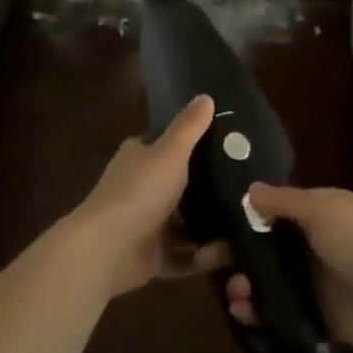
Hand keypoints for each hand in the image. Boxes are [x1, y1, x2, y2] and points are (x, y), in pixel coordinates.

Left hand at [68, 94, 230, 297]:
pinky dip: (203, 256)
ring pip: (183, 224)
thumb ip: (189, 127)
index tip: (225, 149)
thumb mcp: (170, 152)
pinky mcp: (150, 257)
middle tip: (245, 188)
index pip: (164, 146)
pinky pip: (183, 256)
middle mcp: (139, 189)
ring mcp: (144, 225)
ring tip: (245, 222)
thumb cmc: (139, 191)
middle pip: (177, 186)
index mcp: (137, 159)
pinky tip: (230, 252)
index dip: (190, 145)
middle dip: (207, 190)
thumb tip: (206, 96)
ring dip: (209, 227)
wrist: (108, 248)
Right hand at [224, 184, 352, 352]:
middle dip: (235, 255)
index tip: (209, 228)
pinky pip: (279, 311)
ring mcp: (312, 281)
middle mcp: (310, 244)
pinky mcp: (315, 313)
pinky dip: (259, 313)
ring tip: (235, 296)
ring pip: (267, 282)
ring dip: (245, 286)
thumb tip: (249, 189)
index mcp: (316, 213)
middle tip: (206, 264)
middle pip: (263, 248)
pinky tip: (245, 314)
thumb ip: (284, 202)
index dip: (241, 218)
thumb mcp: (324, 211)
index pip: (270, 211)